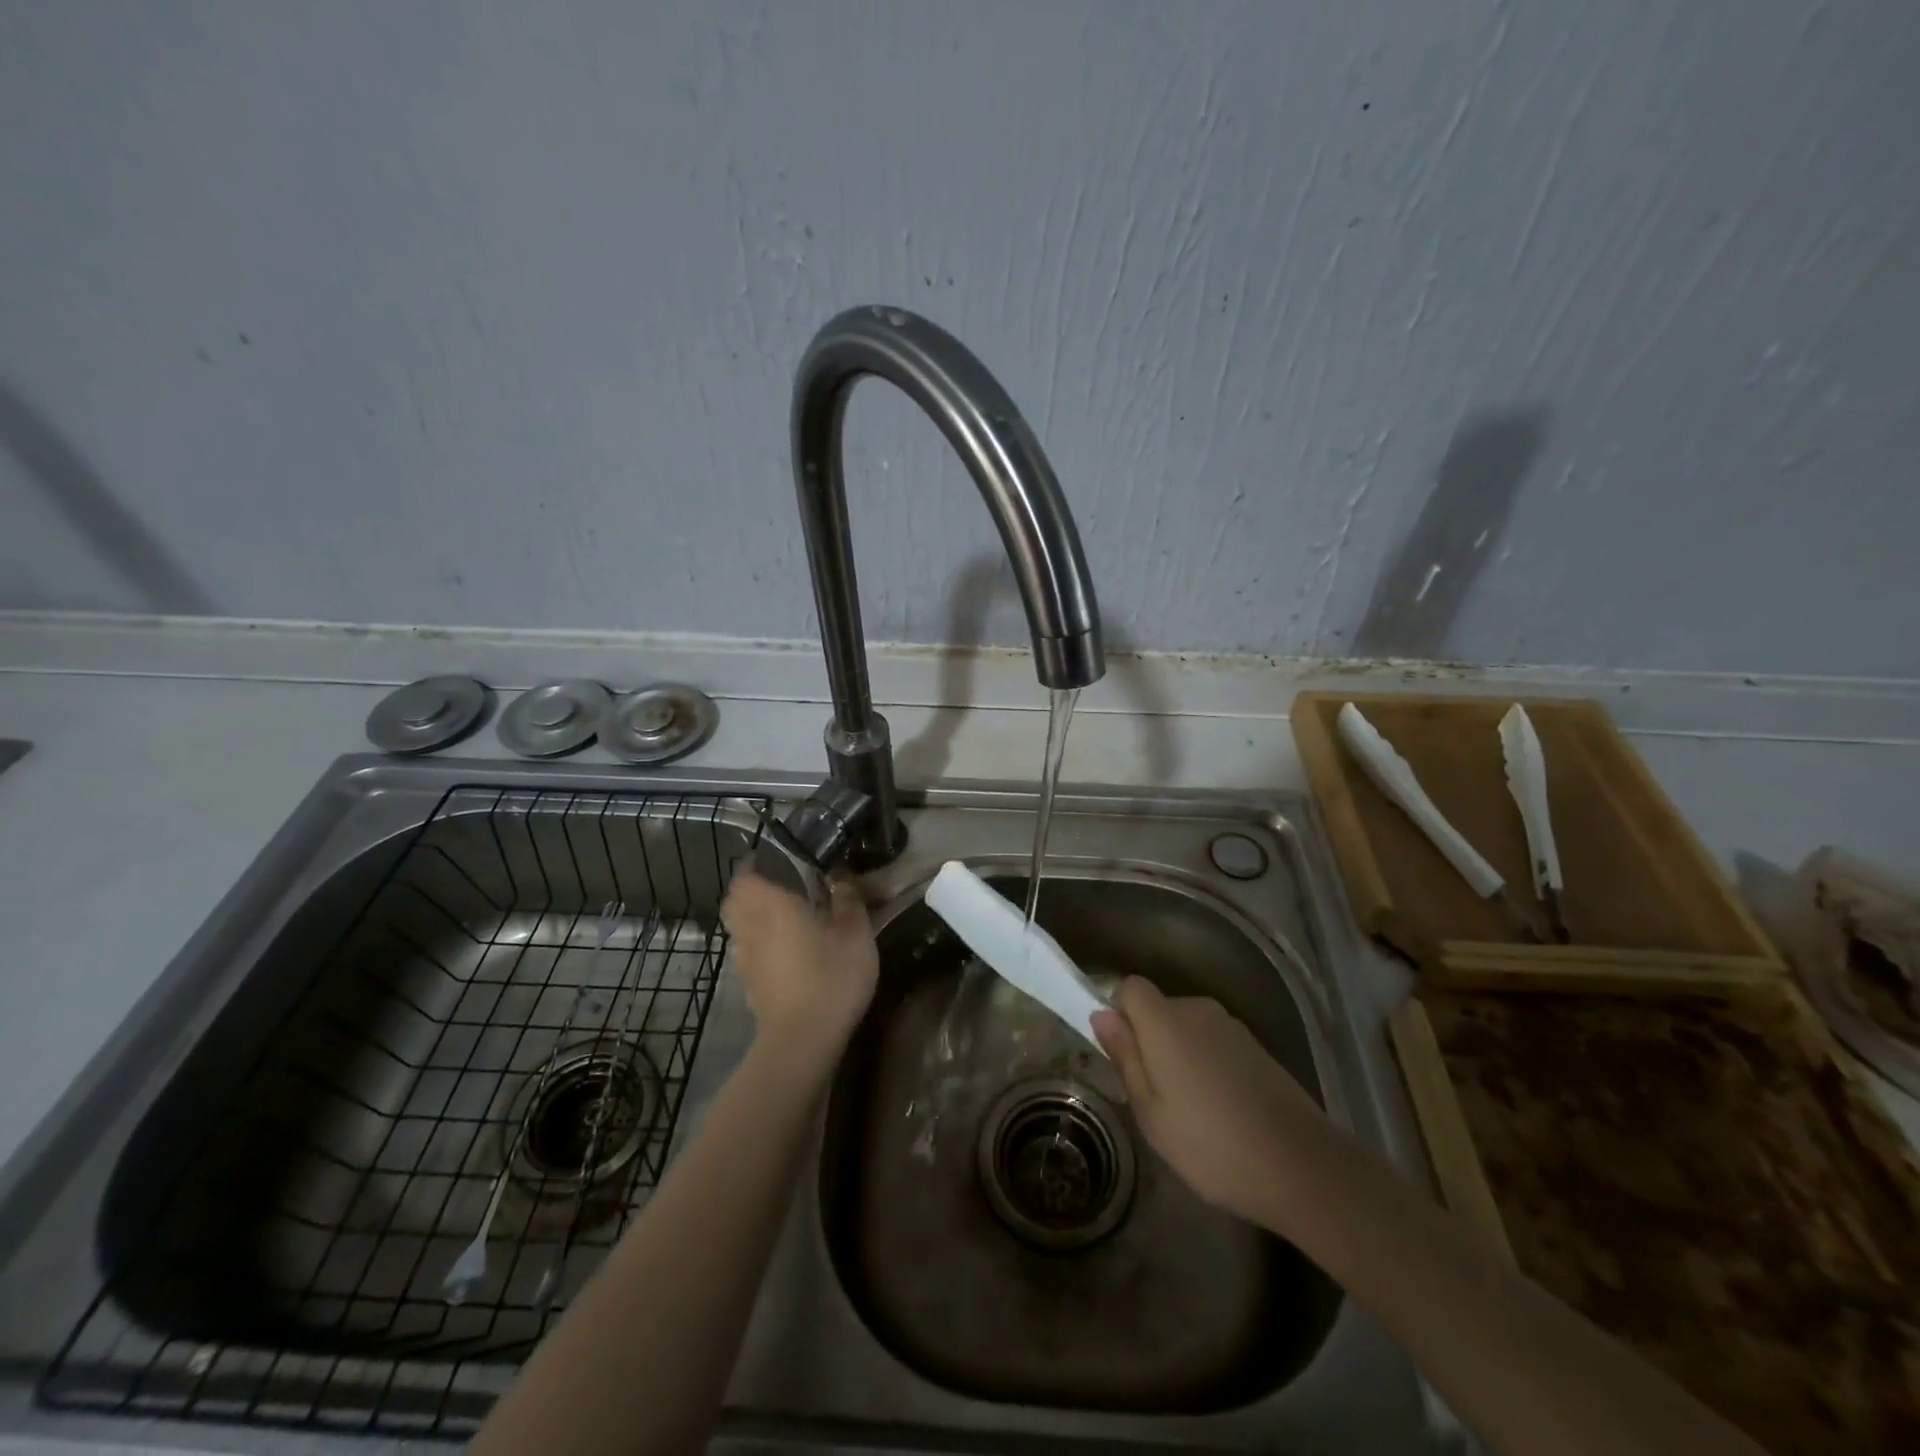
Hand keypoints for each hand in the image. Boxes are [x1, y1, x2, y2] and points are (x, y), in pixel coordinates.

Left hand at [721, 869, 878, 1067]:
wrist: (803, 1041)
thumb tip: (841, 878)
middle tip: (779, 886)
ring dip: (754, 917)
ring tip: (785, 918)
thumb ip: (848, 900)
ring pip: (739, 927)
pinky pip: (748, 952)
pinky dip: (760, 944)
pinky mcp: (749, 984)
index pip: (745, 875)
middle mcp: (751, 927)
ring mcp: (745, 959)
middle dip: (750, 889)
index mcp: (772, 905)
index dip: (755, 865)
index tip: (776, 860)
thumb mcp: (855, 934)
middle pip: (735, 900)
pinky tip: (787, 952)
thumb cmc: (830, 977)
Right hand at [1092, 976, 1324, 1227]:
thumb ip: (1125, 1057)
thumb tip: (1102, 1014)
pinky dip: (1209, 1064)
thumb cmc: (1211, 1145)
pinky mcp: (1257, 1047)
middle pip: (1159, 1008)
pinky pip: (1215, 1042)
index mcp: (1165, 1022)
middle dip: (1150, 1040)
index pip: (1130, 988)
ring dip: (1181, 1054)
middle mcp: (1197, 1010)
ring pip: (1188, 1028)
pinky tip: (1223, 1111)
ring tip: (1191, 1111)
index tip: (1124, 1055)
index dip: (1120, 1014)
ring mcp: (1232, 1027)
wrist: (1302, 1166)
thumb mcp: (1151, 1113)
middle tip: (1154, 1096)